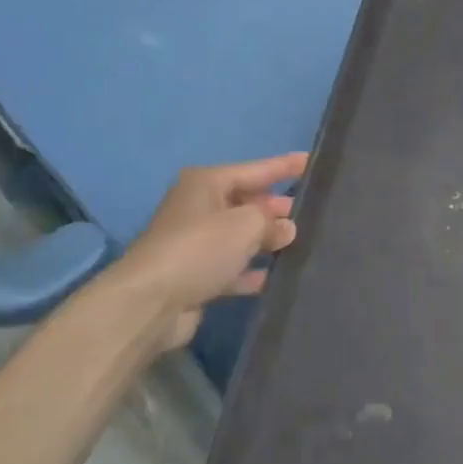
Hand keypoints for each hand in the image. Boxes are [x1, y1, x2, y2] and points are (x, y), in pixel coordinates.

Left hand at [68, 152, 307, 357]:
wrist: (151, 302)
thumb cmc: (201, 247)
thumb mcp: (246, 224)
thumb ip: (272, 221)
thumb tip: (286, 228)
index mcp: (206, 183)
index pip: (256, 169)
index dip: (284, 166)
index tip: (311, 161)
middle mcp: (198, 207)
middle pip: (246, 202)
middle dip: (276, 207)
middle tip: (310, 211)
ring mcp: (195, 244)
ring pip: (240, 236)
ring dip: (266, 240)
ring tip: (301, 242)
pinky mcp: (195, 276)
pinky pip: (232, 267)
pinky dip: (252, 270)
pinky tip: (276, 275)